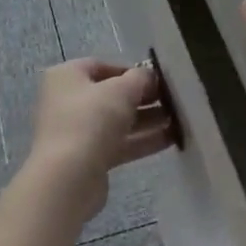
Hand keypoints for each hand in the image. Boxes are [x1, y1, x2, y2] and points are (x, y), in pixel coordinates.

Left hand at [25, 58, 173, 219]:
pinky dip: (141, 141)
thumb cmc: (90, 120)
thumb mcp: (120, 90)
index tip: (157, 80)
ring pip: (116, 121)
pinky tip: (171, 140)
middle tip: (172, 101)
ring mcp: (76, 132)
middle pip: (110, 95)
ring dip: (146, 120)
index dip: (131, 71)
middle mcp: (67, 101)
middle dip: (142, 98)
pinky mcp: (87, 159)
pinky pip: (118, 144)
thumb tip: (150, 76)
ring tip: (178, 120)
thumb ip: (139, 78)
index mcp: (66, 76)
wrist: (68, 178)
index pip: (102, 66)